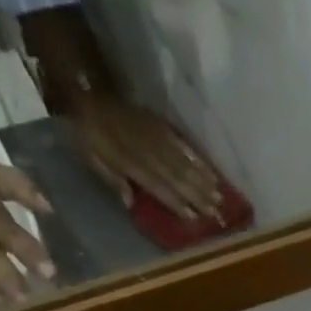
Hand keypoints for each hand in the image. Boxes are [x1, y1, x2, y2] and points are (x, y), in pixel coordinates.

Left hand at [67, 92, 224, 221]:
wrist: (91, 93)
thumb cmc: (91, 134)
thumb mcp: (92, 158)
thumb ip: (112, 179)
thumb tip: (130, 201)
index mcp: (129, 161)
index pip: (158, 186)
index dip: (176, 202)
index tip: (194, 217)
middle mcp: (148, 150)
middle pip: (177, 176)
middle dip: (198, 195)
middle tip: (216, 211)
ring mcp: (157, 137)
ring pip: (184, 162)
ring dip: (203, 180)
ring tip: (220, 195)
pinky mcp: (161, 127)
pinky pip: (183, 145)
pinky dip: (198, 160)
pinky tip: (211, 172)